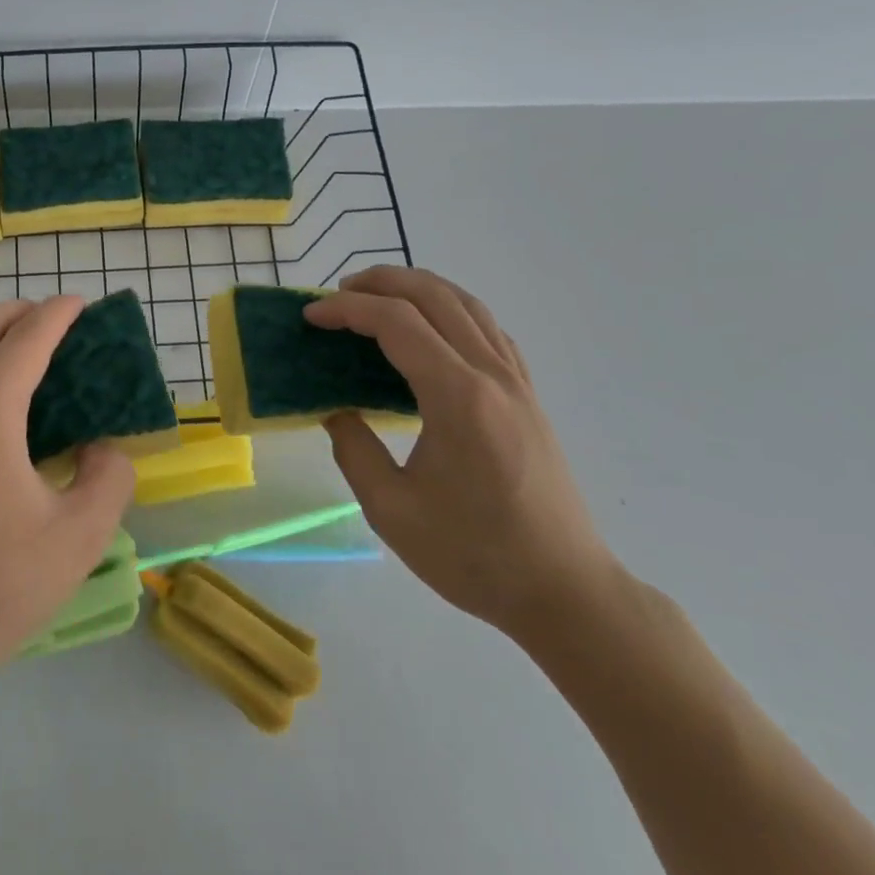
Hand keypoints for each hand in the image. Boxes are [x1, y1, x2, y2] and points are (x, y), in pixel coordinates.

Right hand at [304, 267, 615, 638]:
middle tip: (337, 293)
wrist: (564, 591)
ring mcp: (517, 384)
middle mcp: (492, 376)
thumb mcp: (390, 510)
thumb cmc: (473, 555)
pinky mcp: (528, 398)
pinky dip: (451, 311)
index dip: (347, 310)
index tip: (310, 316)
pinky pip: (489, 330)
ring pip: (468, 305)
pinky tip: (430, 330)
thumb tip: (338, 411)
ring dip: (418, 288)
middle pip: (435, 297)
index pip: (396, 323)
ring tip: (377, 298)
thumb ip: (353, 450)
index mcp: (457, 398)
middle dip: (380, 282)